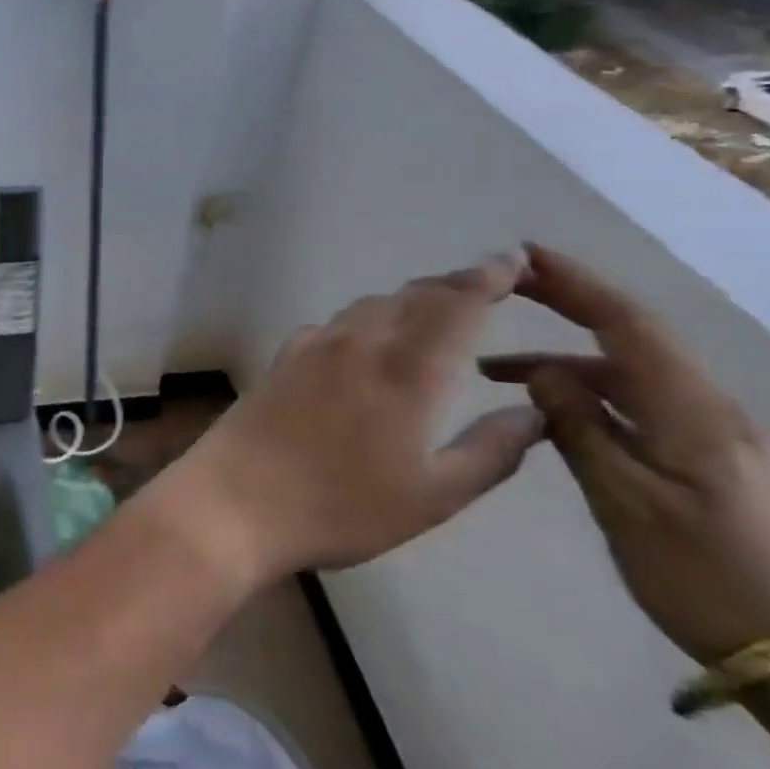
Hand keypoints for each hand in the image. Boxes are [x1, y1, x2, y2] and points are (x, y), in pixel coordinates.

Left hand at [153, 252, 545, 590]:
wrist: (235, 501)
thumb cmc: (340, 507)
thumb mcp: (432, 496)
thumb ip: (490, 452)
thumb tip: (534, 412)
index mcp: (405, 368)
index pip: (455, 302)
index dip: (488, 277)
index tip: (515, 261)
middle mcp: (358, 342)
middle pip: (412, 295)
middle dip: (453, 286)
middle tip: (486, 288)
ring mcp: (312, 346)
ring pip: (370, 306)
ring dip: (408, 301)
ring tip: (433, 315)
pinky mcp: (281, 358)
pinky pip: (335, 324)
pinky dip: (365, 321)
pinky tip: (365, 345)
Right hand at [481, 244, 769, 663]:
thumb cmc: (704, 575)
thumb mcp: (627, 504)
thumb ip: (580, 430)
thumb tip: (541, 372)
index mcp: (690, 410)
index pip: (626, 324)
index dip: (576, 284)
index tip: (526, 255)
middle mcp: (705, 407)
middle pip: (629, 336)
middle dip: (568, 302)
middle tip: (508, 285)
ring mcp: (709, 433)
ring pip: (625, 375)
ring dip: (562, 361)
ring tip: (492, 372)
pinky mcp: (705, 458)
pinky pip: (636, 405)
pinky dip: (585, 394)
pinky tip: (550, 413)